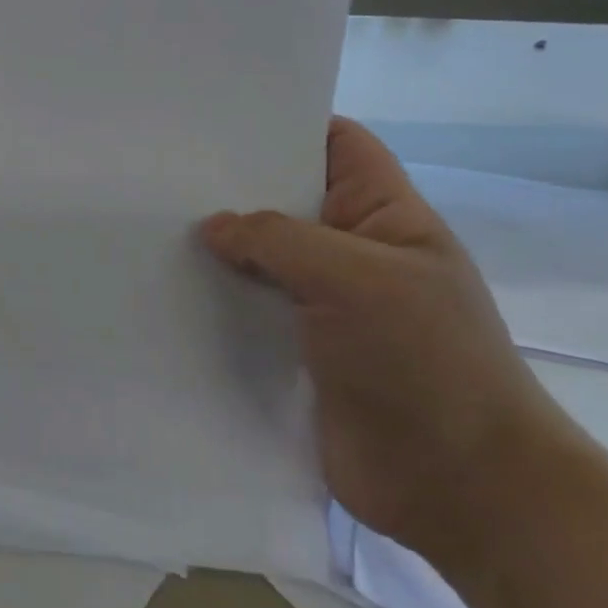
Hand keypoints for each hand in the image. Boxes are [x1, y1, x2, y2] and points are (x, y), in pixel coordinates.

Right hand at [201, 118, 564, 556]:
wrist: (460, 487)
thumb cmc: (425, 362)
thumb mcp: (358, 279)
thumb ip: (279, 241)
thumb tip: (212, 227)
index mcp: (385, 216)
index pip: (337, 145)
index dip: (287, 125)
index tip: (216, 121)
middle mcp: (351, 252)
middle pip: (285, 201)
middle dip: (231, 189)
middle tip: (161, 174)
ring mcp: (323, 305)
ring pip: (260, 260)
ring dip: (216, 250)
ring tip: (148, 228)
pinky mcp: (297, 352)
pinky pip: (249, 312)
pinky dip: (214, 302)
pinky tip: (165, 292)